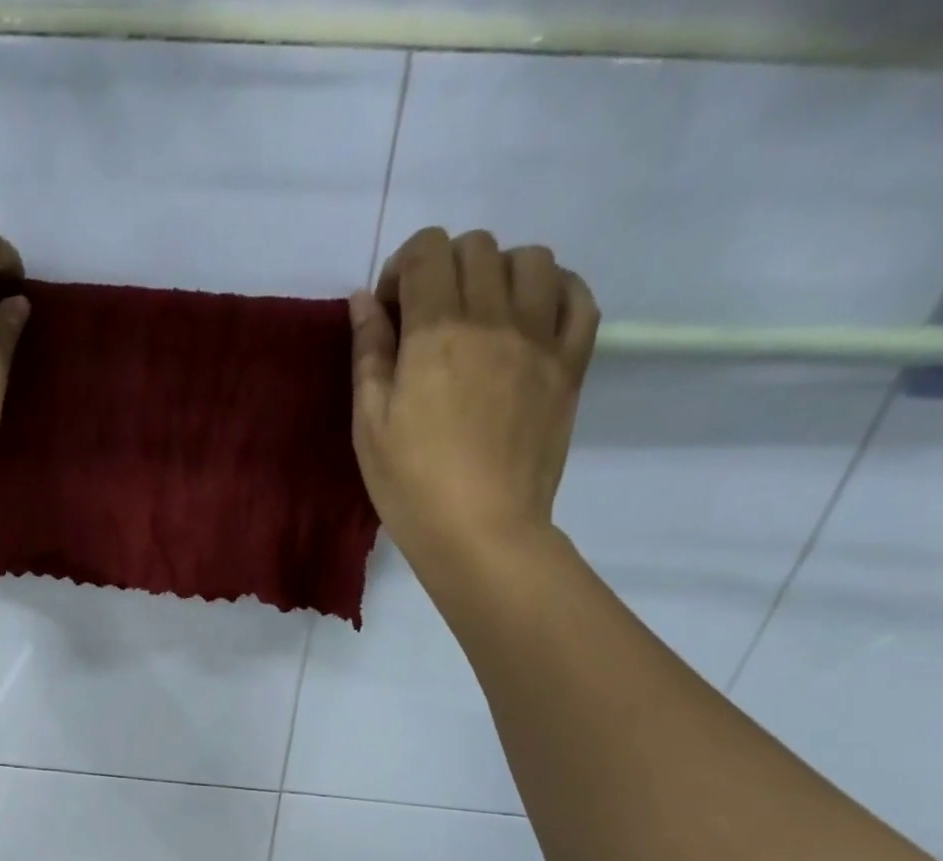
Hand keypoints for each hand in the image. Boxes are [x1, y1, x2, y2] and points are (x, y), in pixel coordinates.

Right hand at [349, 227, 599, 577]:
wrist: (481, 531)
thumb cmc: (411, 486)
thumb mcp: (369, 426)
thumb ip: (368, 355)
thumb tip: (365, 300)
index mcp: (436, 331)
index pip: (427, 250)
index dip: (403, 268)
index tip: (392, 312)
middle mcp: (493, 317)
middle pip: (477, 247)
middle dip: (444, 269)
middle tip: (429, 319)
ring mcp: (540, 338)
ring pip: (531, 259)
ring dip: (499, 273)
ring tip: (481, 315)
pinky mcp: (570, 365)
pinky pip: (578, 297)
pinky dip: (554, 291)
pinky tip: (531, 317)